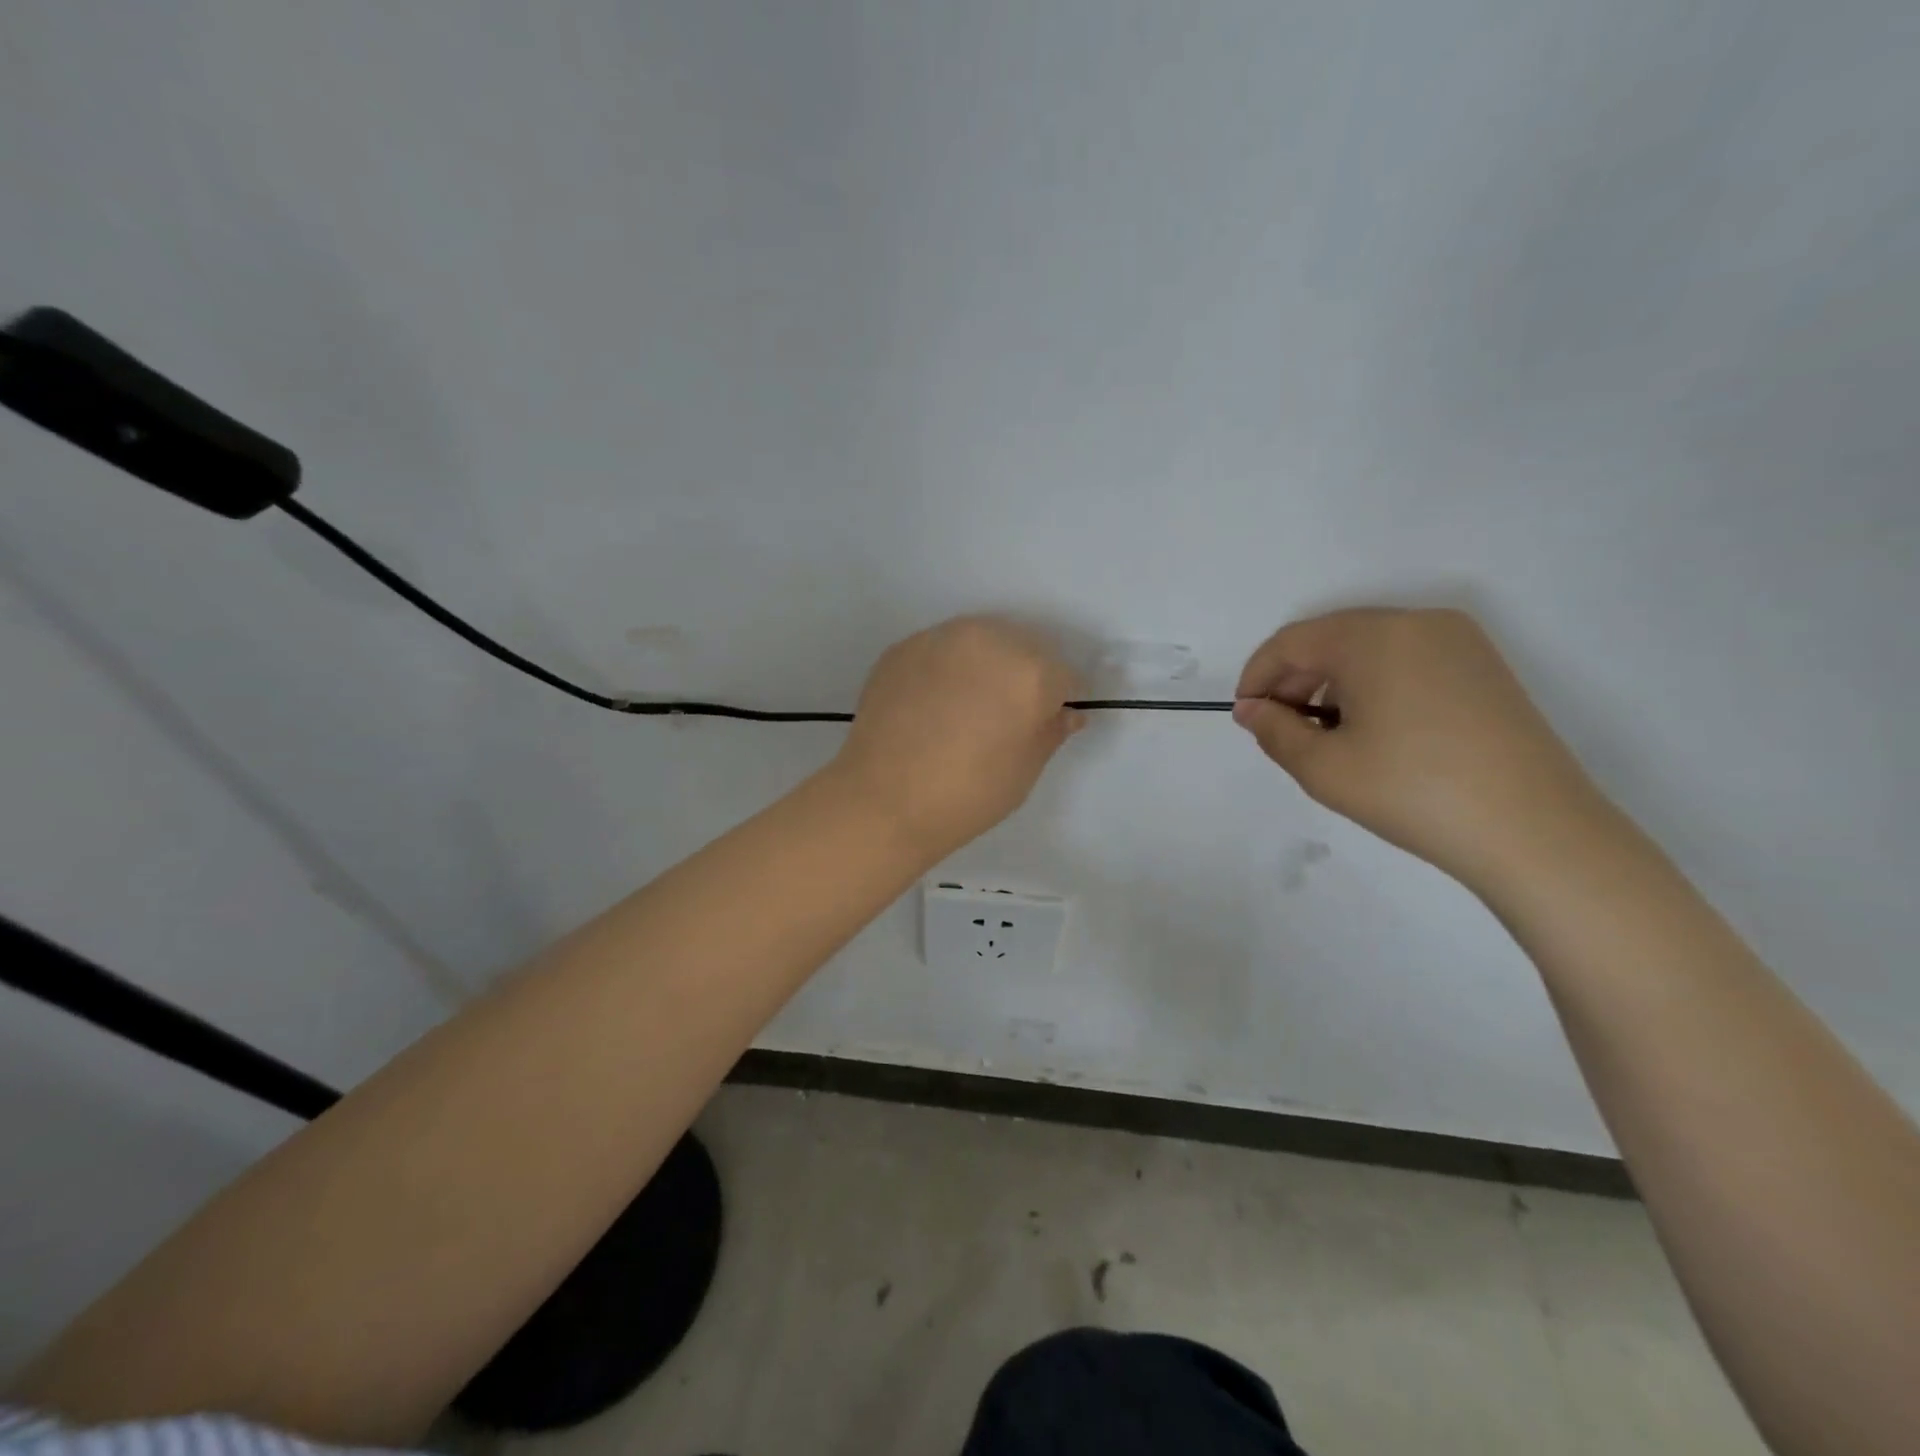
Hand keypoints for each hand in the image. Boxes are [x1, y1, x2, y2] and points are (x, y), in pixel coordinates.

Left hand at [831, 616, 1085, 855]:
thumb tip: (1065, 713)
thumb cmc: (967, 794)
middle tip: (1004, 715)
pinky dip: (946, 669)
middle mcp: (990, 640)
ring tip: (966, 705)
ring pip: (981, 641)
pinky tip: (931, 704)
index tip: (1044, 723)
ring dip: (984, 664)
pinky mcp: (904, 647)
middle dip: (1023, 675)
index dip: (1058, 702)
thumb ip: (1050, 732)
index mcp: (1032, 672)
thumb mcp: (1025, 771)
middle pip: (1024, 647)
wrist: (883, 800)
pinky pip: (941, 650)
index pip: (1065, 676)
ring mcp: (941, 638)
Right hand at [1232, 608, 1610, 886]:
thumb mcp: (1323, 767)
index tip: (1245, 715)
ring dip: (1333, 681)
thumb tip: (1251, 710)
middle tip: (1280, 727)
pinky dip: (1374, 683)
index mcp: (1373, 636)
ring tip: (1326, 733)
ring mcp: (1458, 641)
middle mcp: (1417, 623)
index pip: (1292, 641)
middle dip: (1294, 678)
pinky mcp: (1484, 667)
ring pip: (1369, 647)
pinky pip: (1407, 658)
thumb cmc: (1413, 791)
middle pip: (1332, 637)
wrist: (1534, 830)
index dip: (1257, 675)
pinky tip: (1374, 729)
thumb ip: (1273, 730)